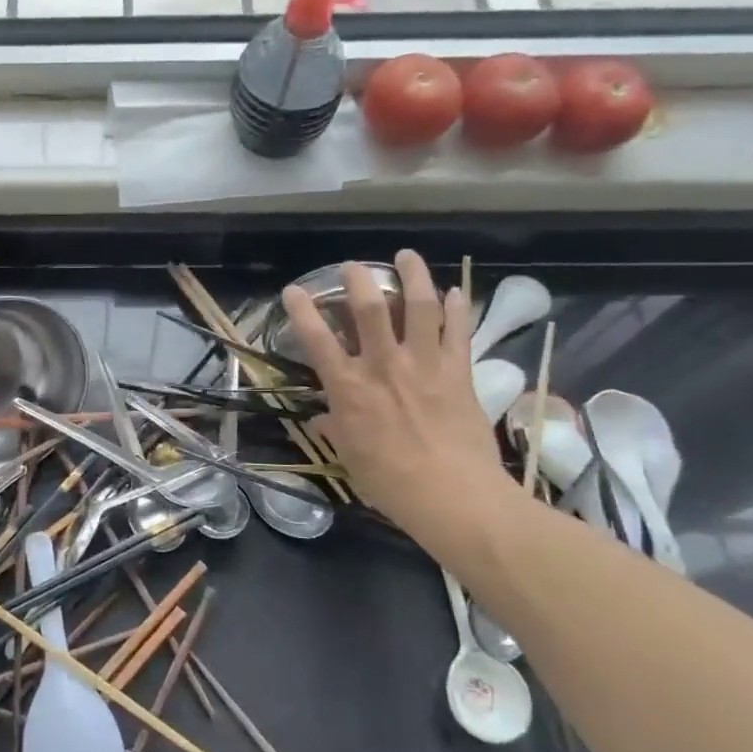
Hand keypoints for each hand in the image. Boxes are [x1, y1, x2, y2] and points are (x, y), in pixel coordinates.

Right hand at [282, 252, 512, 554]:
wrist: (452, 495)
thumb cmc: (389, 481)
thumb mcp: (350, 456)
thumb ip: (336, 429)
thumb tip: (322, 419)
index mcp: (349, 388)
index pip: (317, 339)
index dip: (302, 310)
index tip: (294, 290)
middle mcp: (383, 366)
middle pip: (369, 308)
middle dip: (358, 279)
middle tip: (353, 265)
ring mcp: (424, 364)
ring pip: (419, 306)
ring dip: (413, 275)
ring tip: (406, 256)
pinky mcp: (458, 372)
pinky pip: (458, 331)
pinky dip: (457, 308)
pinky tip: (456, 291)